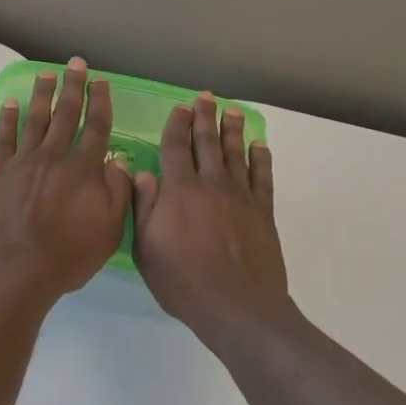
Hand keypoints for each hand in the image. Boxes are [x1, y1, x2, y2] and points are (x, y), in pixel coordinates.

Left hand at [0, 58, 131, 305]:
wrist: (15, 272)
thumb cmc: (67, 256)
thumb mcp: (109, 230)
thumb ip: (117, 191)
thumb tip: (119, 161)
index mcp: (83, 169)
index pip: (96, 127)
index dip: (100, 102)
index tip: (101, 82)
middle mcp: (54, 157)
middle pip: (65, 114)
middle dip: (72, 86)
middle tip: (75, 63)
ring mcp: (22, 162)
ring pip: (35, 120)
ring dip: (42, 94)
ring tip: (46, 74)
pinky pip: (3, 139)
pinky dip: (7, 119)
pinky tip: (10, 104)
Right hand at [132, 94, 293, 351]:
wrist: (237, 306)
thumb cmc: (183, 281)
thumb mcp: (147, 249)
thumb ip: (144, 208)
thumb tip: (142, 174)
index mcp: (179, 191)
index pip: (175, 148)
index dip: (176, 126)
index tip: (179, 108)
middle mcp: (211, 184)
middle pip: (207, 143)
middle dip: (205, 118)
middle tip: (205, 98)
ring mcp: (241, 196)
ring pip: (236, 154)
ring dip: (233, 130)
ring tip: (232, 111)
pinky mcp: (263, 211)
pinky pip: (262, 177)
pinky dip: (261, 158)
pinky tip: (259, 146)